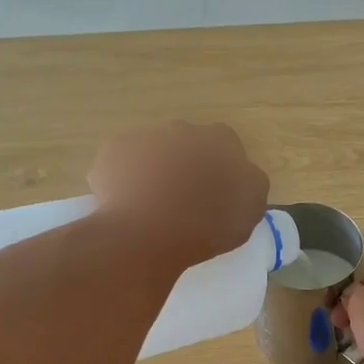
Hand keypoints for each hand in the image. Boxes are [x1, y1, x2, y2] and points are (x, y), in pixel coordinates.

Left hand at [89, 123, 269, 270]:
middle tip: (187, 200)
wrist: (146, 234)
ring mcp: (143, 137)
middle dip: (188, 165)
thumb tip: (242, 176)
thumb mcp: (251, 210)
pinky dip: (126, 180)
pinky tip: (129, 206)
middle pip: (188, 144)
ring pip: (154, 152)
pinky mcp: (112, 152)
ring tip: (154, 207)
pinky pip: (123, 164)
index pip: (227, 145)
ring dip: (156, 171)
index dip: (223, 168)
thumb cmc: (207, 224)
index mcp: (220, 140)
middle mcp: (182, 129)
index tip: (219, 194)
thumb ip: (251, 184)